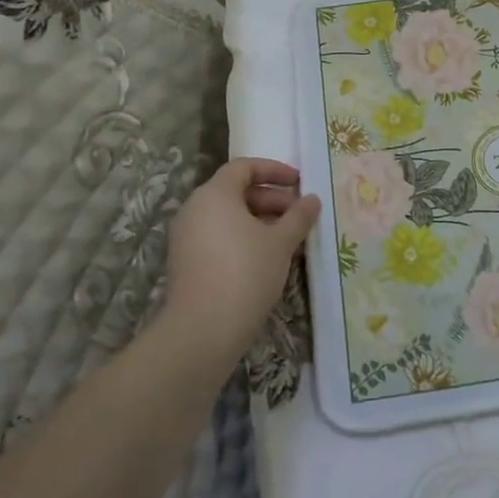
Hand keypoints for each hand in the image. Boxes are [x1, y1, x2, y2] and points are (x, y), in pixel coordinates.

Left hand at [158, 158, 320, 368]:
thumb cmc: (246, 272)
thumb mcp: (281, 242)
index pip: (244, 167)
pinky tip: (268, 259)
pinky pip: (219, 237)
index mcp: (215, 194)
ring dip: (260, 222)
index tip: (299, 183)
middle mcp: (195, 209)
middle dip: (272, 199)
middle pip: (236, 192)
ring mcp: (186, 237)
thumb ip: (299, 216)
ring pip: (228, 217)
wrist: (203, 330)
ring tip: (289, 240)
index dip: (274, 170)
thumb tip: (312, 199)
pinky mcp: (186, 262)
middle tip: (299, 215)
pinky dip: (243, 239)